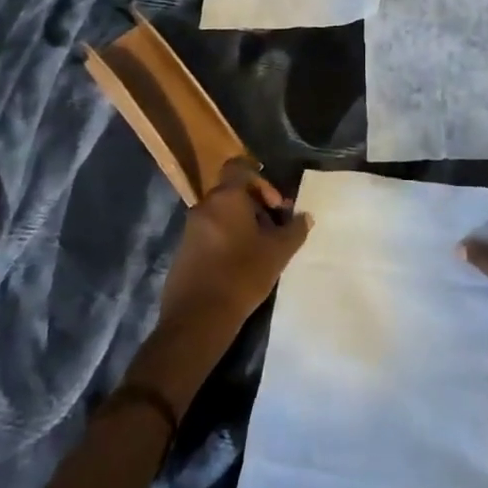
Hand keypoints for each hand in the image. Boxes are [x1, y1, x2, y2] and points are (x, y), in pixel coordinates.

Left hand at [158, 158, 310, 350]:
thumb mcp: (277, 252)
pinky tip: (237, 266)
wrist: (197, 319)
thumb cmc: (241, 275)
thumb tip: (305, 217)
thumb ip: (294, 230)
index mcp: (226, 197)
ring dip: (240, 225)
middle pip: (232, 192)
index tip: (275, 205)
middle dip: (255, 206)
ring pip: (220, 214)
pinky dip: (224, 240)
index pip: (239, 168)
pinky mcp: (182, 252)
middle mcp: (204, 205)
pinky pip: (208, 234)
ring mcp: (190, 229)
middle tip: (273, 230)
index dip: (260, 181)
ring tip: (258, 250)